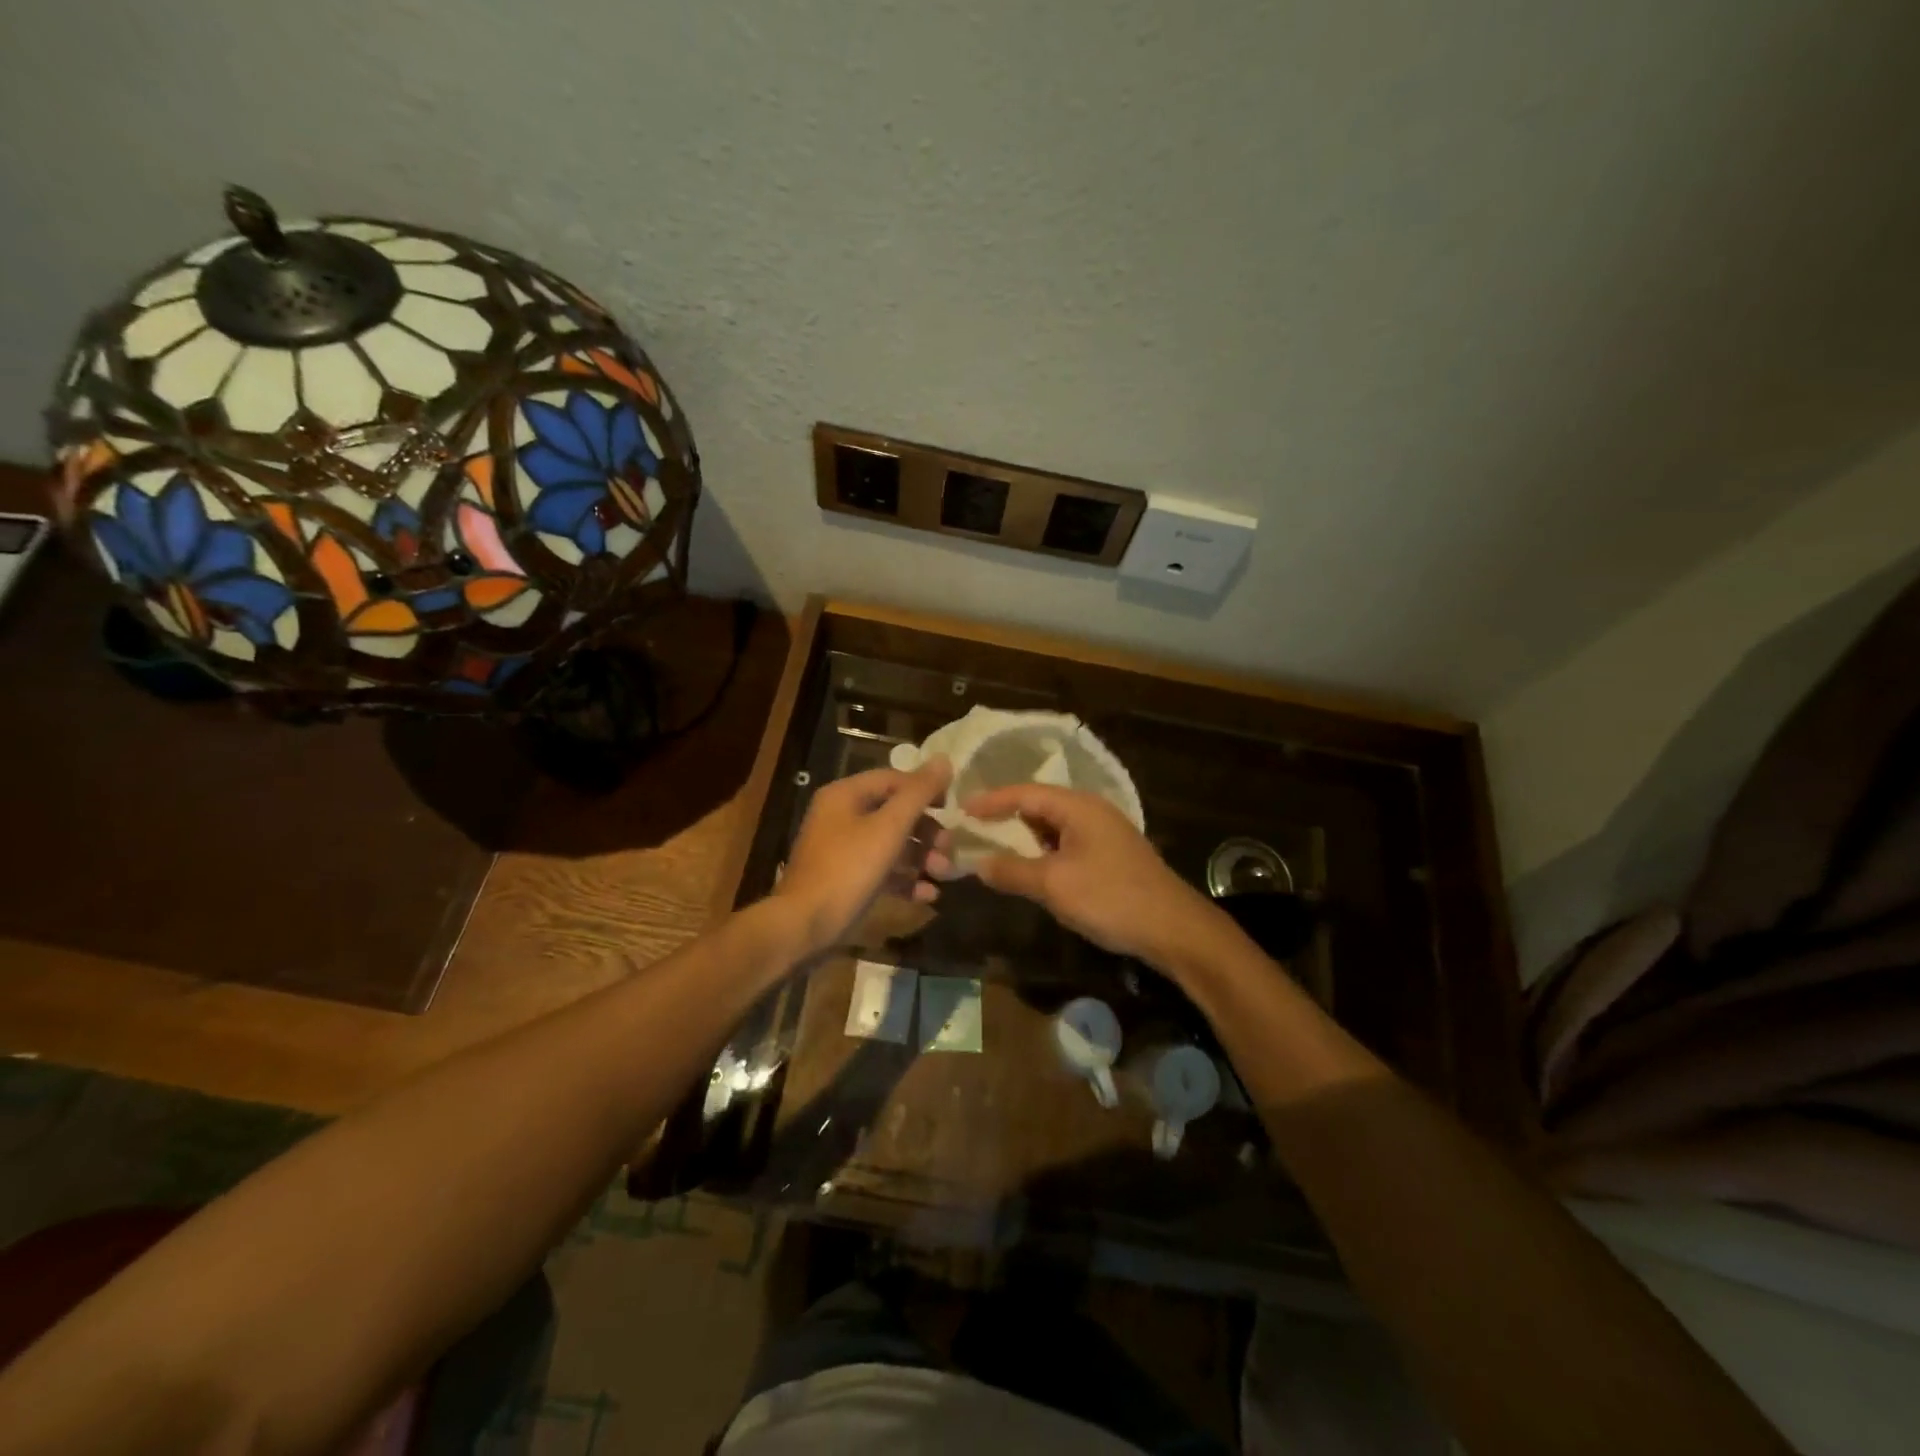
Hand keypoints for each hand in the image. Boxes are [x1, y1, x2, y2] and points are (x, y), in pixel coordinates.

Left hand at [772, 758, 952, 955]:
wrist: (803, 927)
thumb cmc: (847, 870)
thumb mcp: (888, 828)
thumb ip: (918, 794)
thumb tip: (944, 759)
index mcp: (845, 795)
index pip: (894, 779)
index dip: (926, 789)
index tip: (954, 807)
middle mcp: (841, 817)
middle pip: (895, 813)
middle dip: (927, 831)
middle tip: (949, 849)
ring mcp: (842, 850)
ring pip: (891, 844)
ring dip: (922, 857)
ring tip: (944, 874)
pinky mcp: (846, 880)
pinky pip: (882, 871)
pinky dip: (905, 879)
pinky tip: (928, 895)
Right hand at [962, 784, 1220, 966]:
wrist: (1173, 929)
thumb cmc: (1110, 897)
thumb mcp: (1053, 884)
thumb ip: (1012, 871)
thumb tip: (978, 863)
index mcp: (1077, 806)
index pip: (1024, 793)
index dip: (991, 800)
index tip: (960, 809)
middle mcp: (1091, 811)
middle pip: (1039, 806)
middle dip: (1006, 817)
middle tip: (972, 828)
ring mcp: (1104, 834)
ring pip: (1053, 828)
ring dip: (1025, 838)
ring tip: (994, 848)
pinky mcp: (1111, 856)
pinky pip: (1066, 845)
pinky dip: (1044, 853)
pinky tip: (1032, 870)